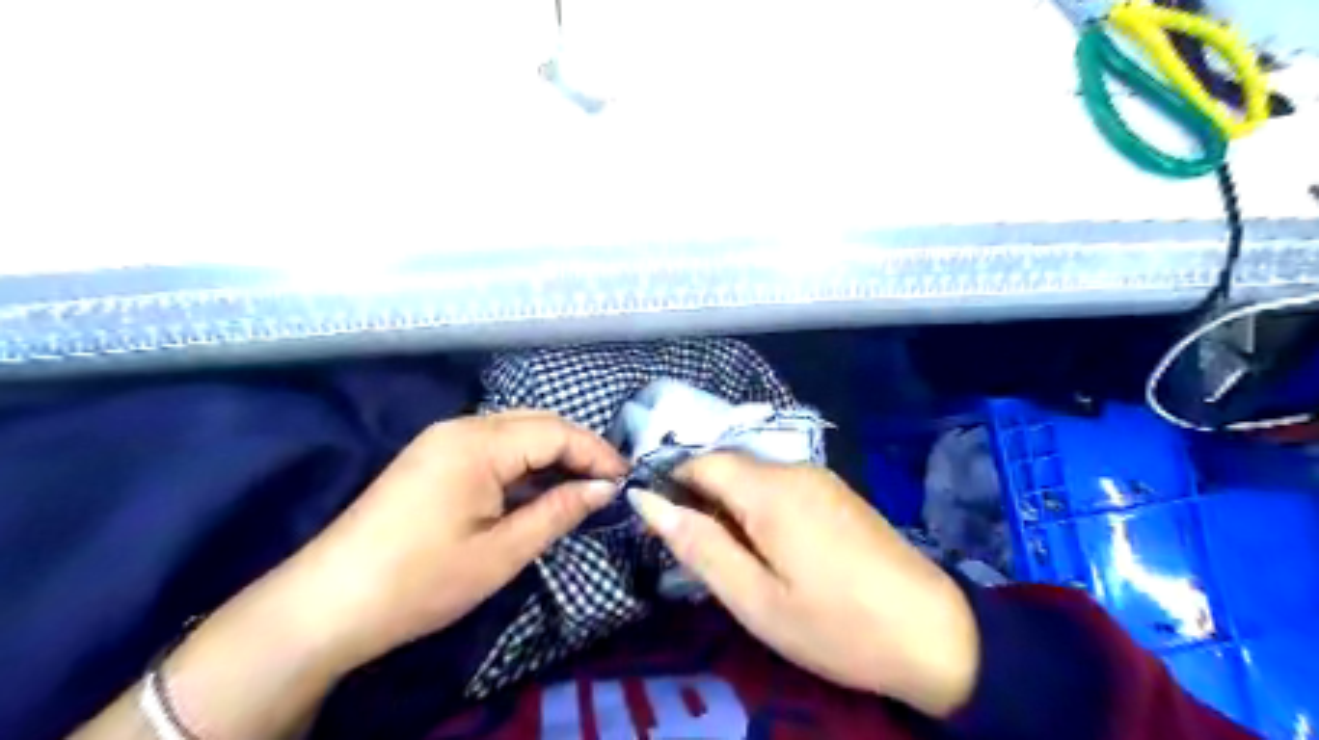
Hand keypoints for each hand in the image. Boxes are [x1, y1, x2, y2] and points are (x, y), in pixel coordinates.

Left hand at [280, 410, 628, 664]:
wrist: (325, 605)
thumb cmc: (420, 581)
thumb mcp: (501, 552)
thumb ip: (559, 512)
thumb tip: (605, 488)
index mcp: (478, 443)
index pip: (556, 431)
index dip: (596, 453)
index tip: (626, 480)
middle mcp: (461, 427)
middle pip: (537, 423)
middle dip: (578, 449)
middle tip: (609, 482)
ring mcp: (442, 440)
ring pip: (515, 432)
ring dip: (552, 455)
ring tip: (582, 487)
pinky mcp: (432, 457)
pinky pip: (493, 447)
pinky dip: (523, 464)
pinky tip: (538, 489)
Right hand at [628, 452, 977, 715]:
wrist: (934, 634)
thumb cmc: (834, 624)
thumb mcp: (754, 598)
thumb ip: (698, 544)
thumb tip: (646, 500)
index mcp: (768, 489)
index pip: (700, 461)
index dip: (671, 484)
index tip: (661, 527)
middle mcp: (793, 468)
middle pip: (727, 465)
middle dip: (701, 499)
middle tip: (699, 556)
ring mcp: (820, 477)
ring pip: (753, 476)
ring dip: (730, 506)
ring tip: (734, 560)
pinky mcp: (836, 492)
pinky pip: (780, 486)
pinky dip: (759, 508)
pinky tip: (772, 550)